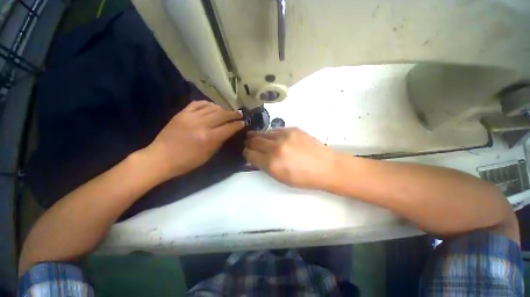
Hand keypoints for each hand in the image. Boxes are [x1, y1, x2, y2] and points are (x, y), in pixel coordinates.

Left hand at [144, 101, 243, 181]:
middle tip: (240, 114)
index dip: (238, 125)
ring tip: (227, 111)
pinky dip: (207, 104)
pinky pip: (198, 103)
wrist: (161, 157)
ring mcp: (190, 117)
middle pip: (222, 115)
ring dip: (222, 109)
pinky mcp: (182, 113)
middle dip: (233, 114)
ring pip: (212, 107)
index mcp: (208, 138)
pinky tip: (212, 107)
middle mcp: (201, 124)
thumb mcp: (208, 155)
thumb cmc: (187, 161)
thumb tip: (228, 132)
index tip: (243, 123)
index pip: (229, 128)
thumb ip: (219, 141)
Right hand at [244, 128, 336, 189]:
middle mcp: (276, 147)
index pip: (250, 154)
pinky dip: (271, 134)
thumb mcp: (280, 178)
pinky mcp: (292, 129)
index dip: (246, 153)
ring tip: (256, 137)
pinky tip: (272, 137)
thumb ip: (265, 166)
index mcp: (272, 163)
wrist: (326, 166)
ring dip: (258, 136)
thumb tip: (255, 157)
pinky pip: (275, 130)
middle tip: (248, 143)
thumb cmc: (303, 178)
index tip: (246, 152)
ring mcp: (284, 136)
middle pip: (254, 141)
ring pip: (263, 133)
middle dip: (249, 142)